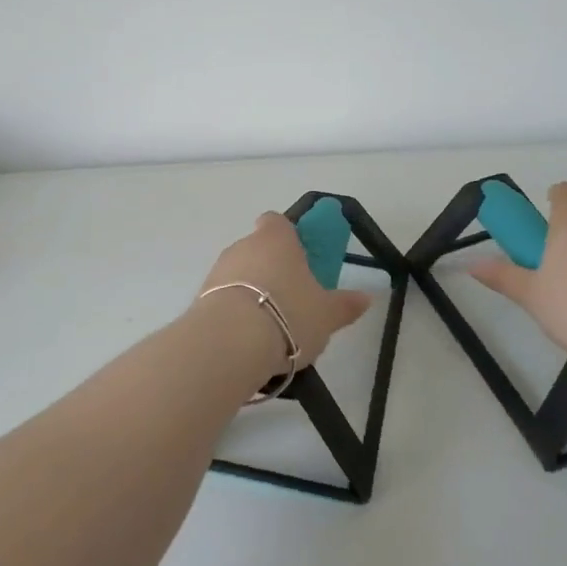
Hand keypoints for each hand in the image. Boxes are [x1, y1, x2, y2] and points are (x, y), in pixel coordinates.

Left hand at [198, 212, 372, 370]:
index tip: (300, 256)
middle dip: (272, 269)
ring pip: (239, 275)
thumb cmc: (288, 315)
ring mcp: (218, 271)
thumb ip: (345, 305)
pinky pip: (224, 299)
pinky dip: (235, 313)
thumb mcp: (326, 314)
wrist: (229, 343)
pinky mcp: (200, 298)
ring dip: (252, 293)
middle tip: (293, 299)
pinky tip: (249, 340)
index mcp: (276, 239)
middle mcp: (243, 246)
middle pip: (258, 249)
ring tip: (272, 327)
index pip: (277, 221)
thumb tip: (366, 297)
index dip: (288, 235)